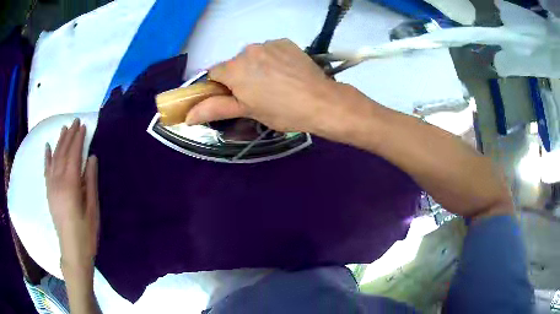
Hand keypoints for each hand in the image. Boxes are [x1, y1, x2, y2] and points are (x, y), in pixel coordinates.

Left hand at [44, 118, 98, 269]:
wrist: (72, 250)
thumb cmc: (86, 232)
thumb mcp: (93, 208)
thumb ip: (91, 181)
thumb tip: (92, 158)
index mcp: (70, 185)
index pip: (73, 155)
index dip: (78, 139)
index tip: (83, 126)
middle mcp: (57, 181)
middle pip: (63, 153)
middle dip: (69, 136)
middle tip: (75, 122)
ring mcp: (51, 186)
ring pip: (54, 158)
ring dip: (59, 142)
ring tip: (64, 129)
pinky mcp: (48, 192)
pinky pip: (46, 170)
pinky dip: (46, 157)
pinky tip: (47, 146)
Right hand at [185, 39, 352, 133]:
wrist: (321, 102)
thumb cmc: (282, 111)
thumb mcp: (247, 111)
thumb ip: (215, 109)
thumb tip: (188, 116)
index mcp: (234, 69)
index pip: (214, 73)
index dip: (221, 86)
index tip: (234, 97)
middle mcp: (248, 50)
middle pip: (234, 64)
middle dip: (240, 77)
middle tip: (258, 94)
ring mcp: (268, 44)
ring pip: (253, 56)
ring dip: (257, 67)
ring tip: (276, 84)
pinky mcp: (285, 42)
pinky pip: (270, 50)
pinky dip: (272, 59)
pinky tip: (286, 72)